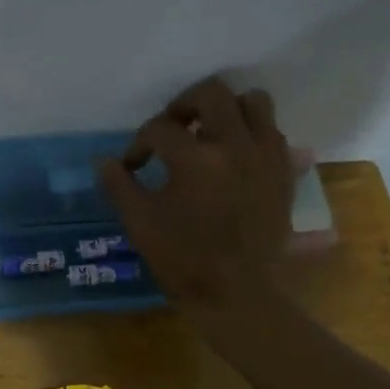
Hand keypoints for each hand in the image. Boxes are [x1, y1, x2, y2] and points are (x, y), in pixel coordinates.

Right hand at [96, 79, 294, 314]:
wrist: (238, 295)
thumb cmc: (184, 262)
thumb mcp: (140, 224)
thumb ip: (120, 186)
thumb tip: (105, 161)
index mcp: (195, 159)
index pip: (159, 129)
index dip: (139, 144)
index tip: (133, 165)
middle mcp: (234, 146)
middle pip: (212, 92)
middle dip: (184, 104)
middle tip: (173, 128)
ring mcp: (265, 157)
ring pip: (253, 102)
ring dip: (227, 110)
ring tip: (210, 133)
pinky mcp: (284, 173)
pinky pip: (273, 132)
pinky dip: (252, 133)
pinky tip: (235, 157)